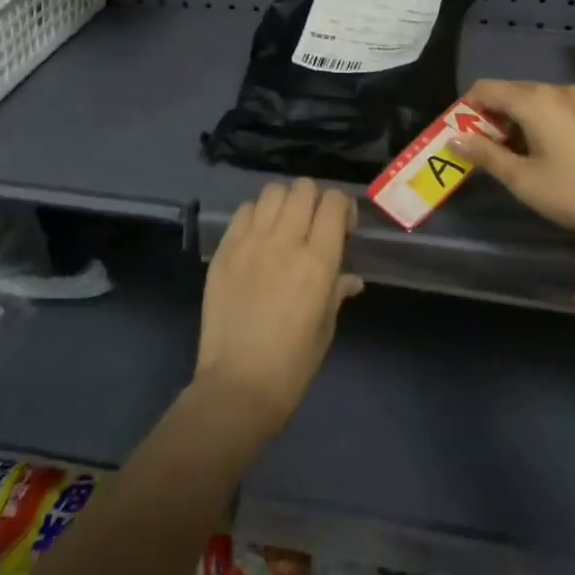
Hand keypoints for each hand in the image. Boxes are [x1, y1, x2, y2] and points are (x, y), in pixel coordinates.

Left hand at [195, 179, 362, 437]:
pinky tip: (257, 238)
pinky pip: (243, 212)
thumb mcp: (325, 327)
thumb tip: (350, 278)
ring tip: (283, 225)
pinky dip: (255, 216)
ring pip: (272, 192)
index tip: (341, 228)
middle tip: (312, 225)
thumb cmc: (292, 364)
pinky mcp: (224, 251)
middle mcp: (284, 242)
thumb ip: (337, 291)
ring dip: (284, 202)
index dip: (341, 207)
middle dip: (314, 200)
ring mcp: (250, 243)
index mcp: (317, 261)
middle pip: (303, 188)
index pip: (333, 202)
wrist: (237, 386)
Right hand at [451, 80, 574, 255]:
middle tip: (496, 152)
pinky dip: (560, 124)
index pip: (486, 88)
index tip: (465, 135)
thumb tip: (454, 138)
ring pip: (548, 101)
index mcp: (537, 101)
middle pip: (517, 93)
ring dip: (530, 121)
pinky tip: (572, 157)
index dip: (468, 108)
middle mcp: (564, 89)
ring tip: (534, 157)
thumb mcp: (526, 181)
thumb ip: (487, 155)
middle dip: (499, 117)